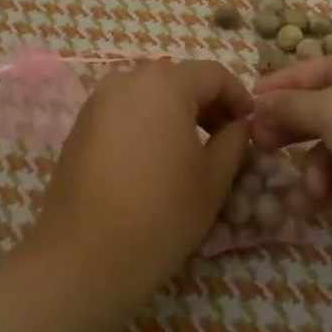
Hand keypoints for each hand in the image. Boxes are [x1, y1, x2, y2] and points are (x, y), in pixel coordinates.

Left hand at [27, 60, 251, 299]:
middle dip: (206, 105)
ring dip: (175, 114)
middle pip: (178, 80)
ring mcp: (97, 101)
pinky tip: (154, 162)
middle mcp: (127, 79)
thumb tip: (239, 125)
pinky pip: (124, 112)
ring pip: (149, 95)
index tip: (251, 127)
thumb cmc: (161, 212)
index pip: (213, 74)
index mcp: (164, 83)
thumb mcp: (213, 179)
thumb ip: (233, 141)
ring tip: (191, 153)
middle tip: (225, 141)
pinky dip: (146, 125)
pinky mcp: (80, 125)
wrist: (84, 256)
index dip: (238, 97)